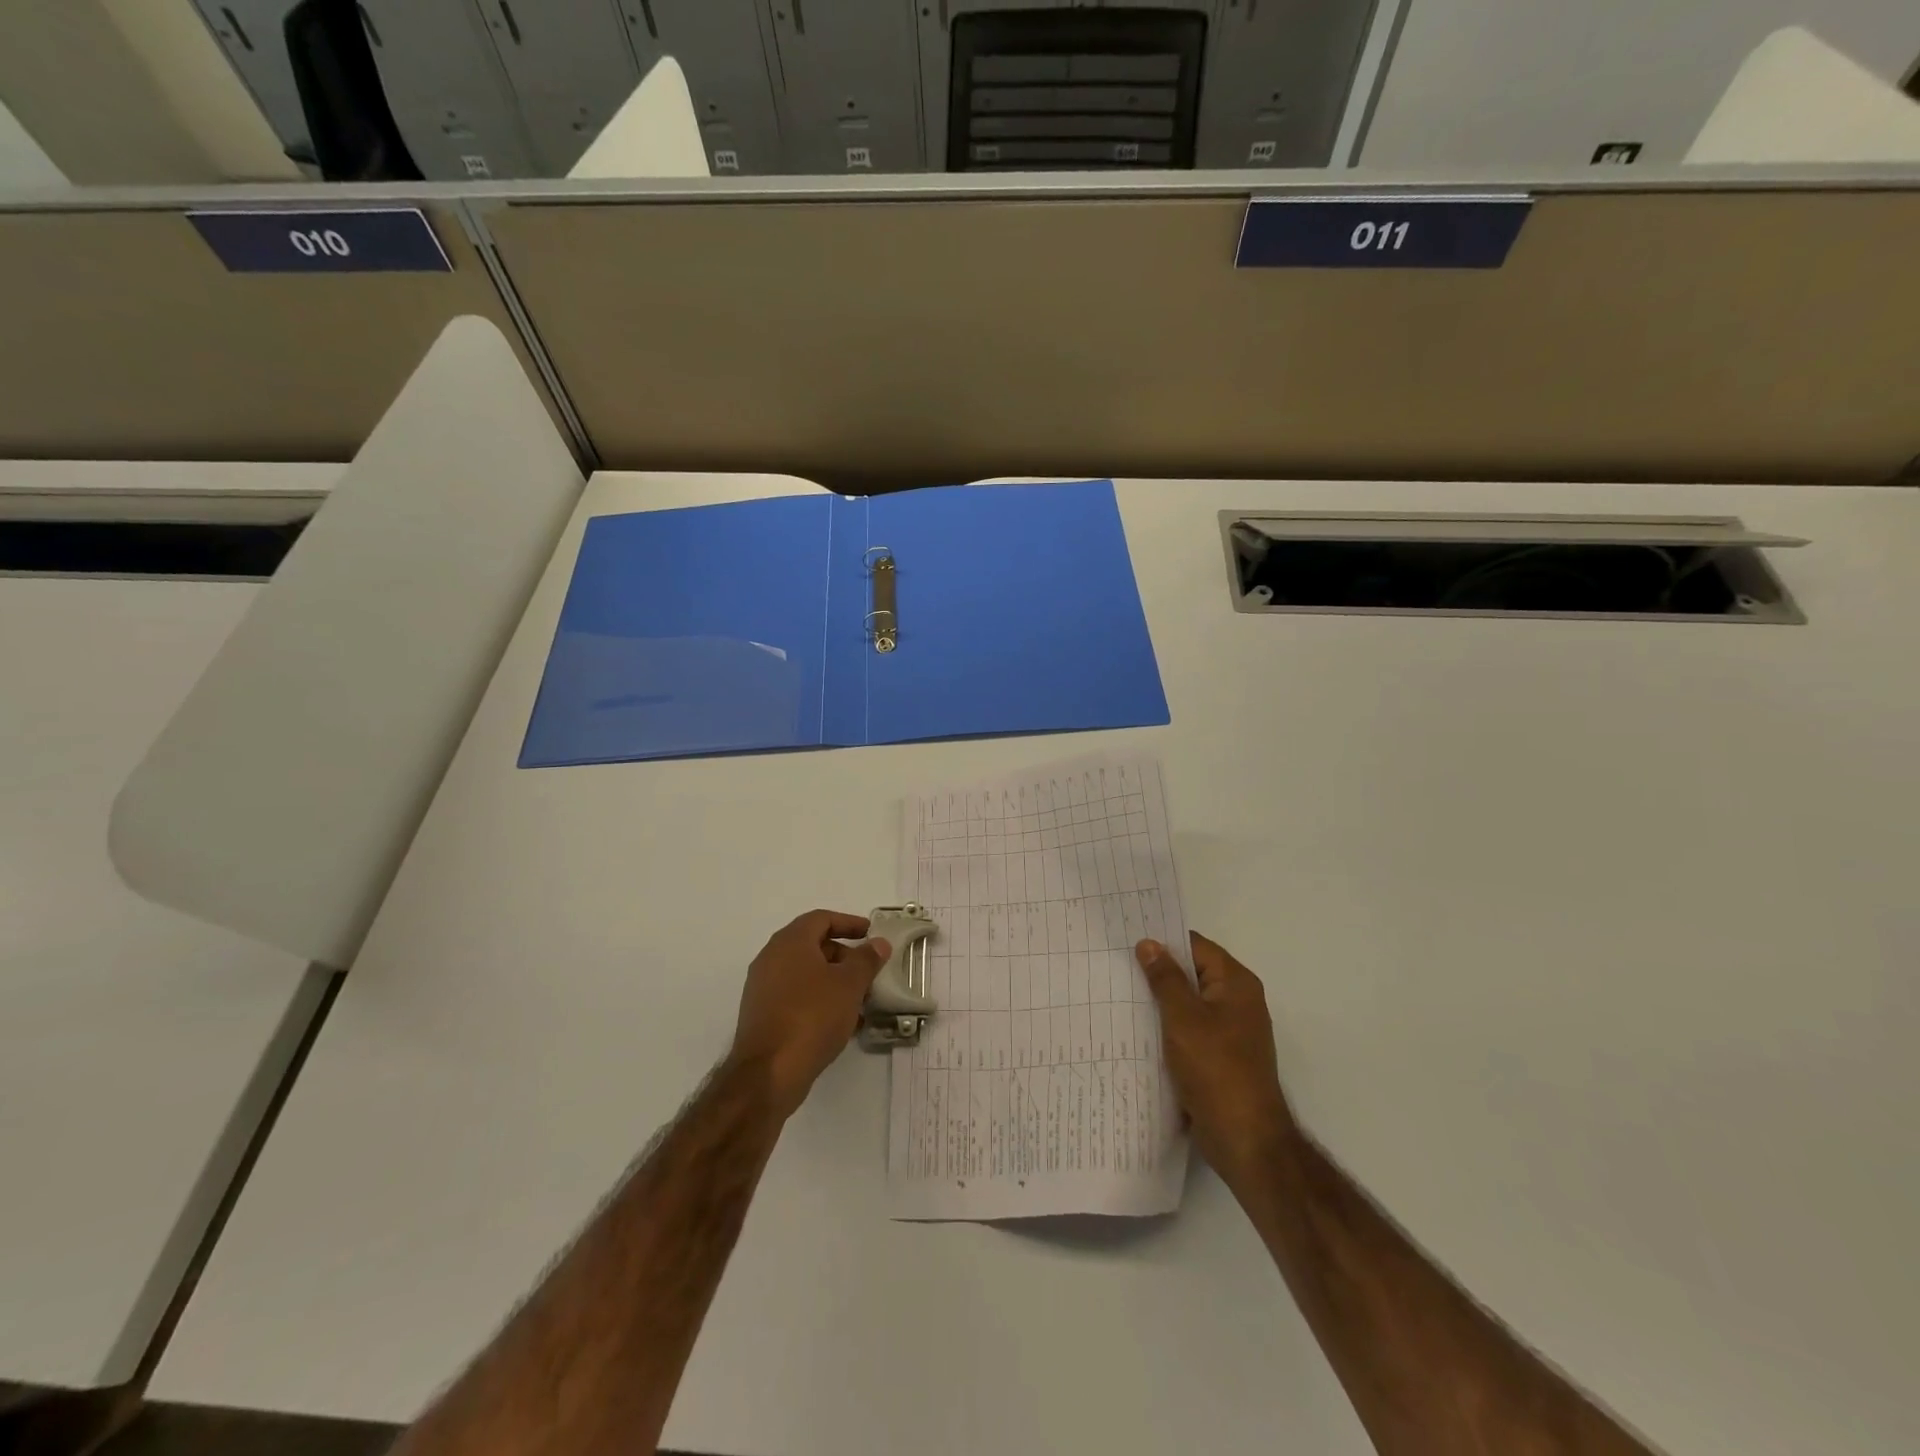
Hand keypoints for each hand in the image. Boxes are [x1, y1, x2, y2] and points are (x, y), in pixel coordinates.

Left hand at [730, 910, 891, 1118]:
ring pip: (805, 974)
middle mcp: (771, 959)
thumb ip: (866, 960)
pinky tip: (842, 1023)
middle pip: (812, 945)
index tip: (871, 934)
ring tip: (860, 1000)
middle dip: (844, 955)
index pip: (822, 919)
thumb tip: (878, 943)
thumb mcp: (849, 985)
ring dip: (834, 981)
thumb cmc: (812, 1017)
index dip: (849, 923)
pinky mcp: (762, 1015)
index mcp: (790, 942)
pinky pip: (796, 997)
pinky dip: (819, 1000)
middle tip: (868, 971)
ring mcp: (763, 988)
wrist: (769, 1073)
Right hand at [1137, 932, 1295, 1192]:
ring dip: (1160, 1001)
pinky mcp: (1221, 1057)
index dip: (1164, 940)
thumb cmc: (1215, 1069)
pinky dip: (1168, 1027)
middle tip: (1116, 964)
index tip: (1128, 938)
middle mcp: (1238, 1001)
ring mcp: (1231, 1031)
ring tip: (1120, 994)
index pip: (1196, 946)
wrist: (1245, 1139)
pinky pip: (1190, 1030)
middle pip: (1193, 973)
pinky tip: (1138, 1031)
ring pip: (1189, 1003)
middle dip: (1158, 971)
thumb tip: (1149, 943)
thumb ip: (1165, 978)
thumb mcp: (1183, 1018)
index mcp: (1236, 983)